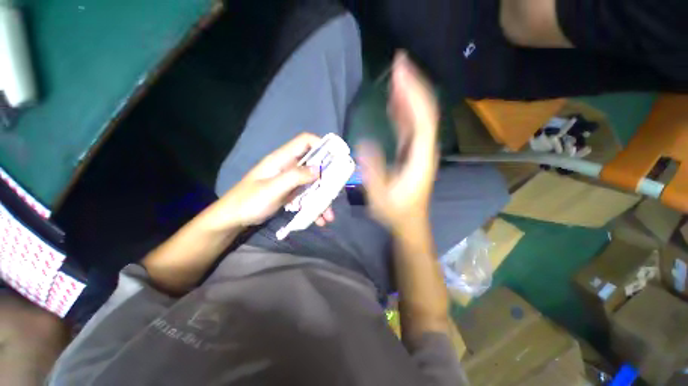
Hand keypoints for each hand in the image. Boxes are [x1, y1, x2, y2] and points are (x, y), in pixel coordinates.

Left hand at [205, 133, 334, 230]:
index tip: (336, 157)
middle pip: (314, 164)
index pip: (305, 142)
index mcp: (282, 159)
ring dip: (322, 198)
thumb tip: (319, 169)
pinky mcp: (291, 192)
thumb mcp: (273, 188)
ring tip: (329, 216)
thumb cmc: (249, 201)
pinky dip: (315, 206)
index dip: (321, 145)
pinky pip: (308, 195)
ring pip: (313, 183)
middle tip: (337, 192)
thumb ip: (295, 177)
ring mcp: (291, 181)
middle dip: (327, 178)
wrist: (234, 218)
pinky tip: (319, 220)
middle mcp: (289, 167)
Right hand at [358, 52, 439, 232]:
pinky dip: (403, 112)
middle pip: (423, 112)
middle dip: (411, 86)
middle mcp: (423, 149)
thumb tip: (363, 143)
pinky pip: (409, 127)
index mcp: (419, 158)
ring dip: (407, 96)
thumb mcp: (380, 195)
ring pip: (417, 117)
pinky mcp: (412, 153)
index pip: (422, 118)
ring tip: (396, 76)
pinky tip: (394, 102)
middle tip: (398, 63)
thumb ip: (373, 169)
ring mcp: (419, 150)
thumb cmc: (396, 211)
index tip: (400, 71)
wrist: (409, 221)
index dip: (412, 93)